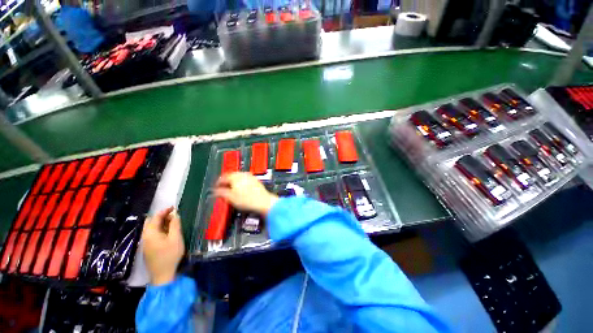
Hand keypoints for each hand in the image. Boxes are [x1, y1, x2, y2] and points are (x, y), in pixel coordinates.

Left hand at [142, 207, 184, 284]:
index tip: (174, 207)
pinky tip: (168, 233)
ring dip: (162, 223)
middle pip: (151, 222)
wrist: (162, 275)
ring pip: (152, 228)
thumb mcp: (176, 238)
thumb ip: (175, 224)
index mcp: (150, 233)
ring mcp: (146, 243)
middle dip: (162, 217)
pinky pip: (153, 234)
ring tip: (173, 223)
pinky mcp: (148, 248)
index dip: (165, 211)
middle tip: (174, 216)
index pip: (156, 217)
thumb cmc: (170, 255)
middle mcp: (145, 237)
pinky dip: (160, 230)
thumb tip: (175, 214)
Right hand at [214, 172, 278, 215]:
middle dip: (226, 182)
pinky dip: (241, 183)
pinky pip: (245, 180)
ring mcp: (250, 176)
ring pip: (238, 177)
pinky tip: (241, 190)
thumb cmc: (246, 200)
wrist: (263, 201)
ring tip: (231, 190)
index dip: (218, 183)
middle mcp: (243, 174)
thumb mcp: (230, 198)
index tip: (215, 189)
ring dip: (233, 183)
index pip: (223, 177)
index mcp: (235, 177)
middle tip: (222, 189)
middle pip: (231, 176)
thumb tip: (214, 191)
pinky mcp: (256, 180)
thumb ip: (221, 193)